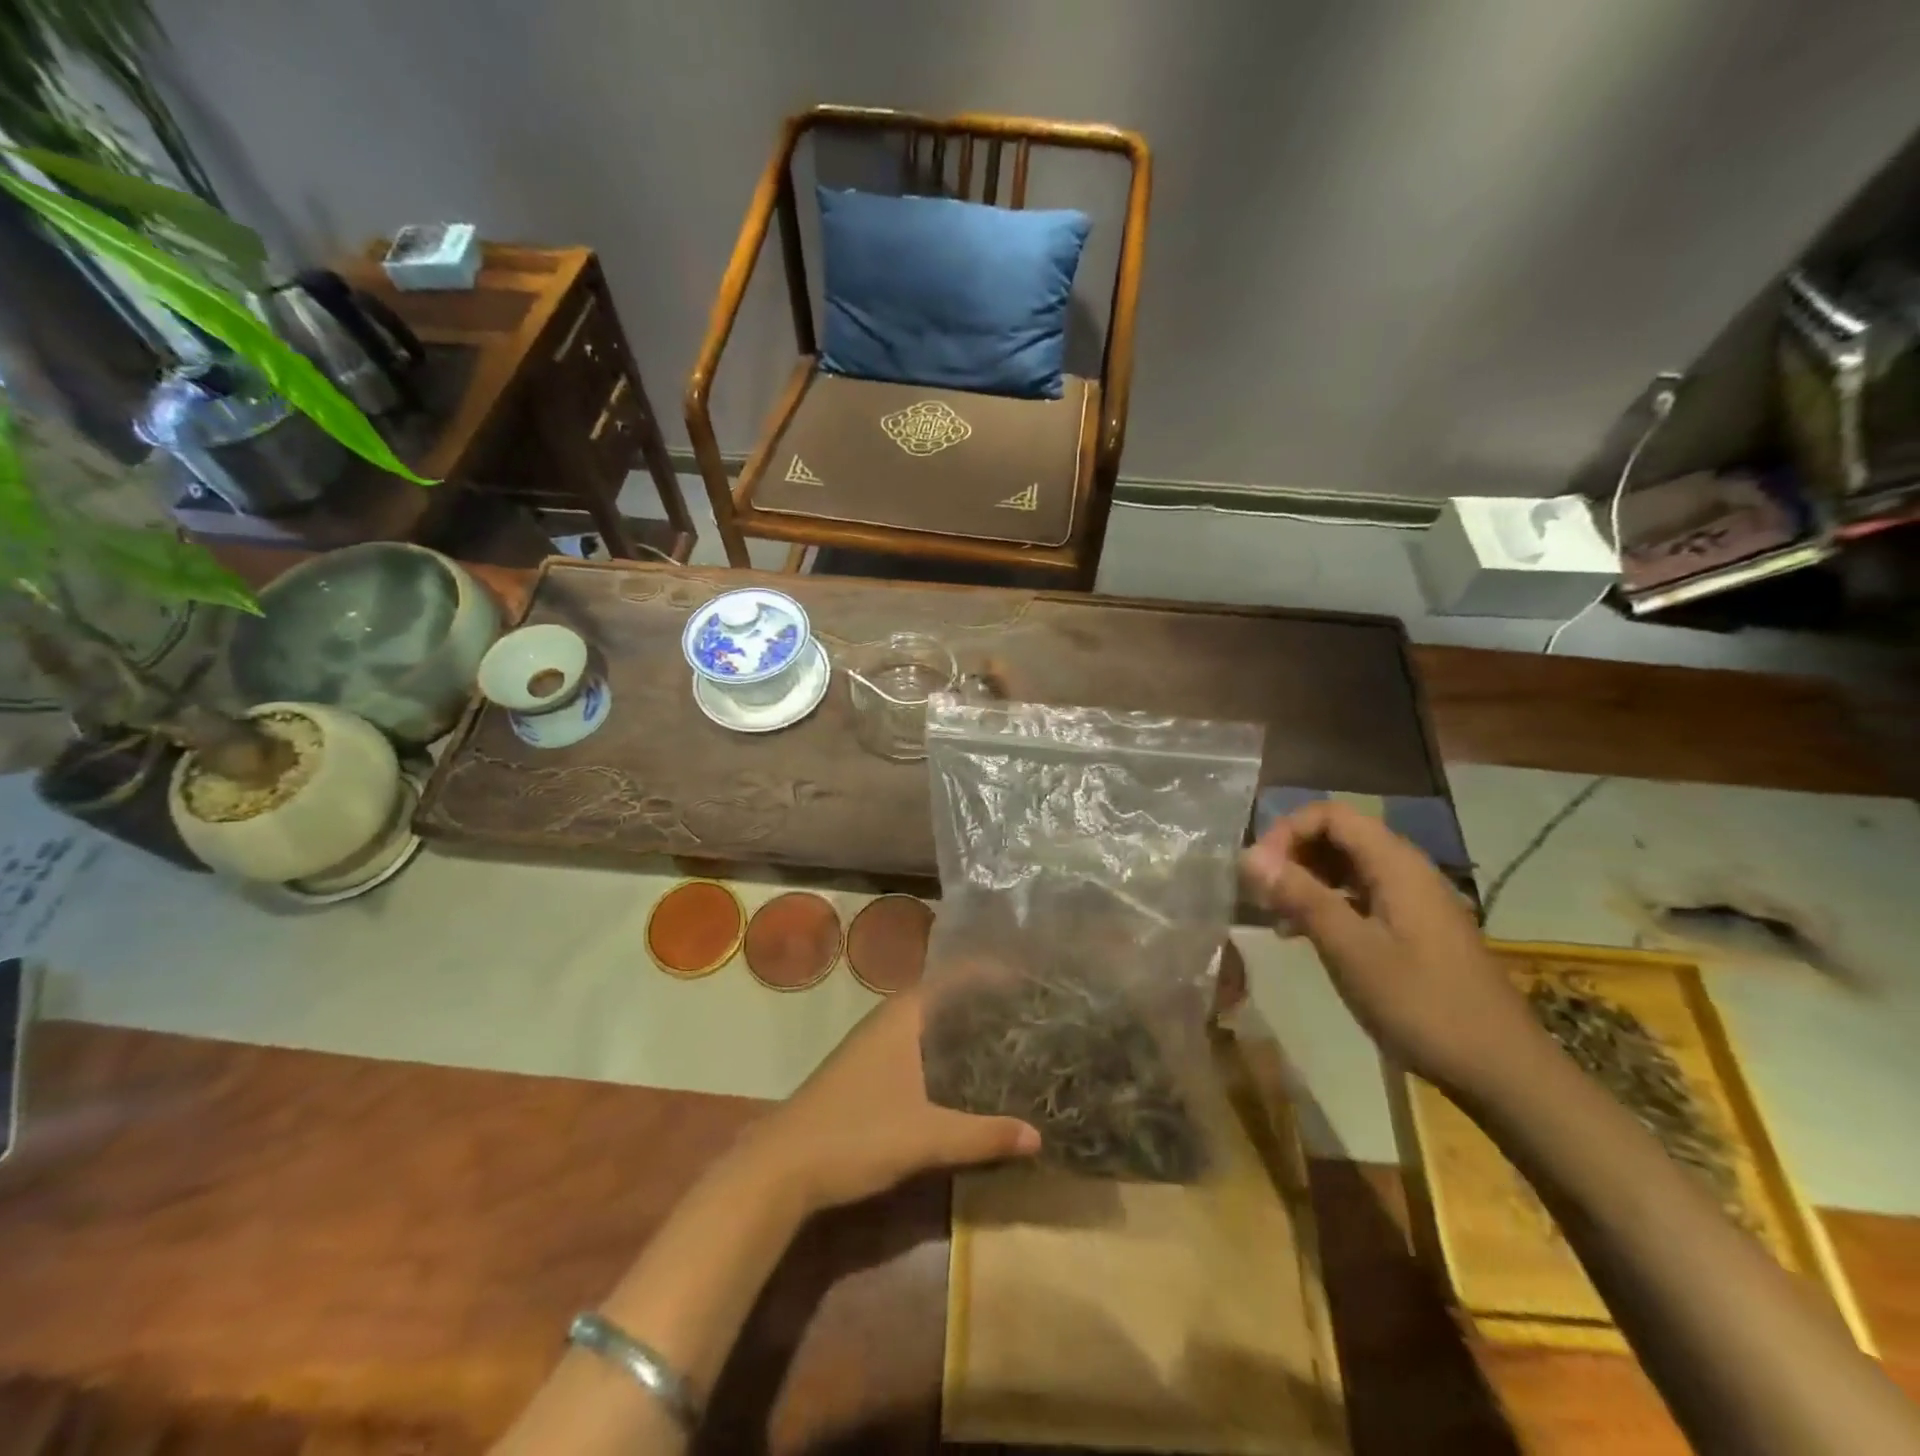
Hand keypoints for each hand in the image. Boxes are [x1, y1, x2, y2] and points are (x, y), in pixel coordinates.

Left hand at [745, 987, 1040, 1215]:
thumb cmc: (856, 1135)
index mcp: (901, 1017)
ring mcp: (871, 1047)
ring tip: (1003, 1035)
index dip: (988, 972)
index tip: (1026, 977)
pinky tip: (961, 1074)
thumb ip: (982, 1135)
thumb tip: (1038, 1136)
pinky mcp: (864, 1073)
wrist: (781, 1168)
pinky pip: (915, 1046)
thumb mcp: (927, 1137)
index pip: (952, 977)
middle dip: (980, 1000)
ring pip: (926, 1024)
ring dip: (959, 1026)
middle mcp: (886, 1022)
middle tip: (1025, 1009)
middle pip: (941, 997)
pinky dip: (942, 1050)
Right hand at [1240, 801, 1544, 1096]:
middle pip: (1339, 836)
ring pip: (1347, 867)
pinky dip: (1326, 904)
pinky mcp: (1414, 929)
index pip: (1330, 814)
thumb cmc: (1422, 1005)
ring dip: (1306, 880)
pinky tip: (1303, 936)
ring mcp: (1413, 900)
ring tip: (1276, 916)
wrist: (1501, 1071)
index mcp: (1396, 865)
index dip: (1287, 831)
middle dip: (1292, 855)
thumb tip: (1249, 855)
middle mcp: (1406, 870)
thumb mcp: (1351, 950)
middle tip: (1261, 894)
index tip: (1258, 871)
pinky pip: (1360, 896)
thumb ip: (1301, 896)